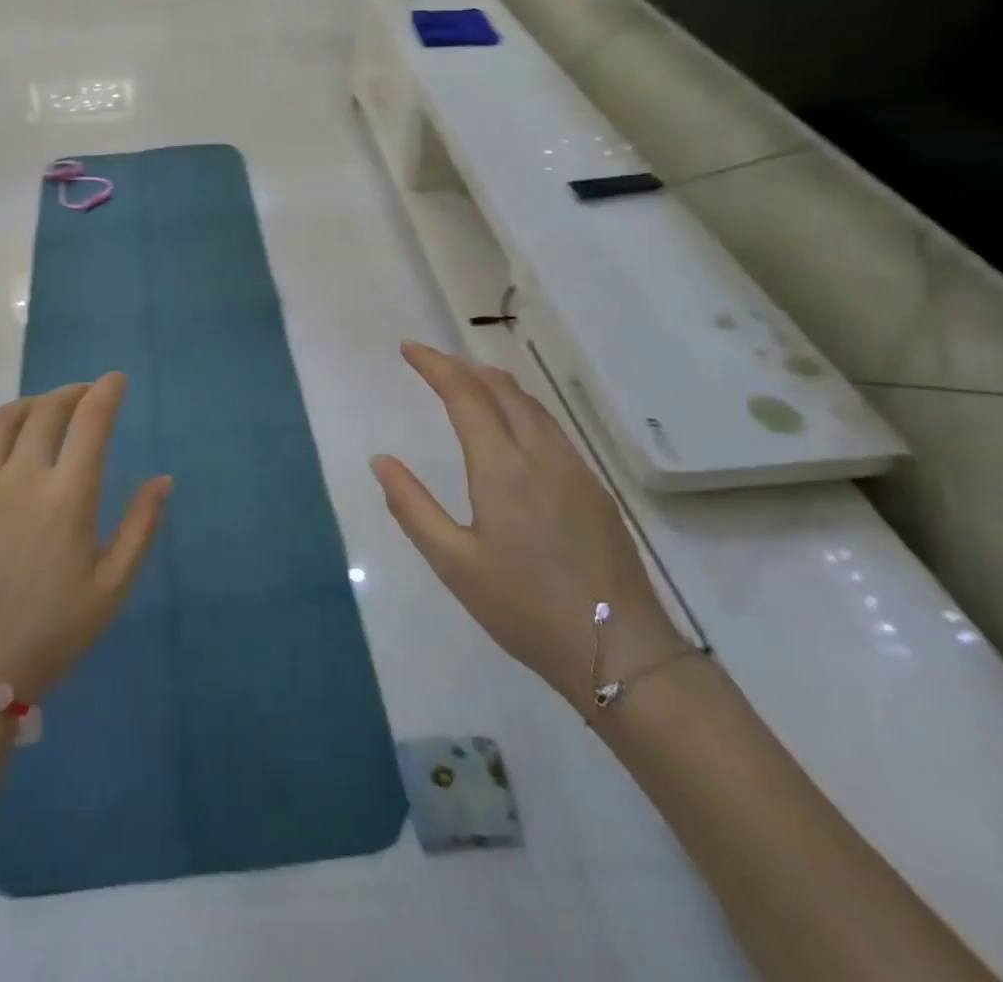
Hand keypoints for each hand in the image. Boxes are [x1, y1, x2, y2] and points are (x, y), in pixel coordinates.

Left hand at [0, 374, 170, 703]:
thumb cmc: (49, 633)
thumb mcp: (111, 588)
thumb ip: (140, 528)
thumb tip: (162, 479)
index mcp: (68, 496)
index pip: (91, 421)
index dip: (106, 392)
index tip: (116, 380)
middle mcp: (20, 476)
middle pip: (47, 410)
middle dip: (71, 393)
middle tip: (82, 396)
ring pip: (1, 420)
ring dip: (28, 405)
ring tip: (40, 411)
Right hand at [372, 342, 679, 714]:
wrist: (622, 653)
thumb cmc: (525, 609)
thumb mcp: (454, 563)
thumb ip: (412, 507)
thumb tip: (380, 460)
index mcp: (503, 468)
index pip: (465, 396)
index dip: (435, 366)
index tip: (409, 348)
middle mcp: (542, 455)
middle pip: (502, 389)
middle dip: (462, 366)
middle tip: (430, 361)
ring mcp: (575, 469)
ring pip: (531, 405)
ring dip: (493, 383)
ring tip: (465, 382)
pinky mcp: (595, 489)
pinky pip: (551, 427)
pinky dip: (520, 407)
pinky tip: (510, 425)